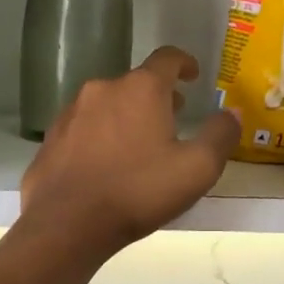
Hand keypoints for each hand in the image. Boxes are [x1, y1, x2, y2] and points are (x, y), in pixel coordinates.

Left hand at [19, 47, 238, 254]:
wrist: (66, 224)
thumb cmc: (138, 191)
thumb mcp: (197, 168)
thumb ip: (220, 135)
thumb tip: (231, 113)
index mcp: (141, 89)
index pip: (167, 58)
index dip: (184, 63)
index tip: (193, 75)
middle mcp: (104, 89)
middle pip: (137, 82)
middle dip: (158, 96)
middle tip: (174, 117)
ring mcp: (72, 112)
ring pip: (109, 103)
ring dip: (128, 115)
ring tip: (141, 144)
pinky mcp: (52, 138)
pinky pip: (85, 127)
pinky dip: (102, 135)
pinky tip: (107, 165)